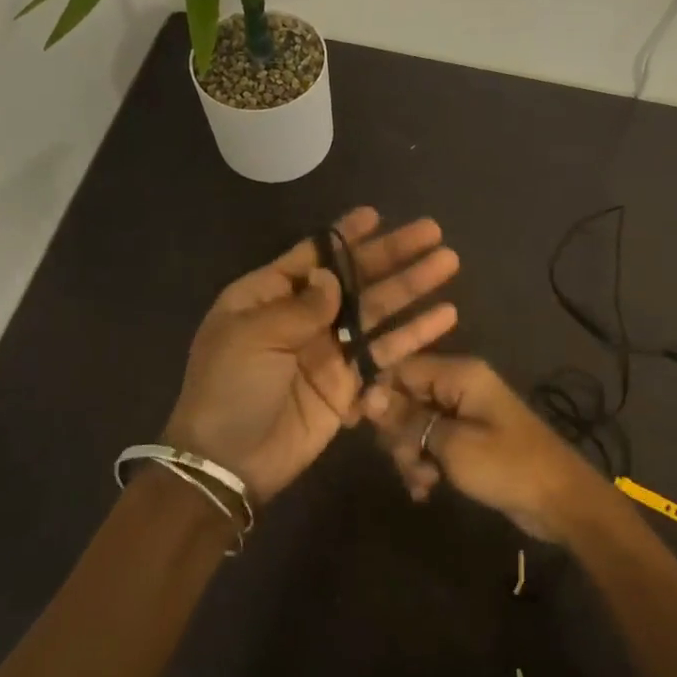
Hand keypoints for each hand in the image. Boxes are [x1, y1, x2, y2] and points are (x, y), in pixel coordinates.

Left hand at [161, 208, 460, 504]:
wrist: (229, 462)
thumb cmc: (229, 388)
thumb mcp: (252, 336)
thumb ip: (300, 305)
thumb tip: (332, 276)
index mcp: (268, 296)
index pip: (314, 256)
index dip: (346, 236)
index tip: (377, 215)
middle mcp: (302, 316)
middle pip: (355, 278)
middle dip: (393, 255)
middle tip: (432, 233)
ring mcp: (329, 349)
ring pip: (377, 310)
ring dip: (411, 287)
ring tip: (448, 263)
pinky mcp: (350, 382)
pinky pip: (386, 352)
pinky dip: (414, 334)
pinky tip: (445, 315)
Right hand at [362, 355, 610, 541]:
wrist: (560, 500)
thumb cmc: (507, 466)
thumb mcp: (451, 444)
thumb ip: (409, 420)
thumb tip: (368, 396)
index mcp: (459, 373)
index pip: (401, 369)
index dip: (379, 396)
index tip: (362, 428)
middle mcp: (460, 385)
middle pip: (406, 398)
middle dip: (399, 434)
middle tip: (407, 464)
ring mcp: (465, 412)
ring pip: (417, 424)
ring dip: (412, 455)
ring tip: (423, 484)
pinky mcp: (470, 437)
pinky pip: (434, 442)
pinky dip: (426, 463)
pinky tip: (427, 490)